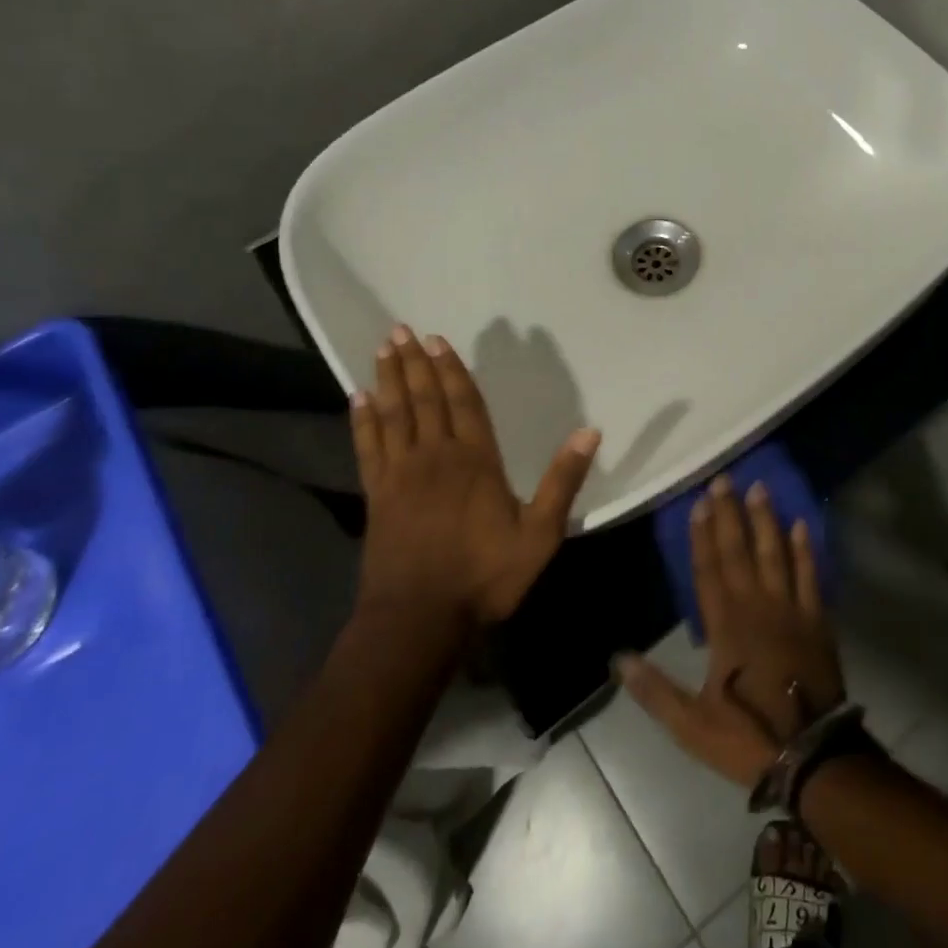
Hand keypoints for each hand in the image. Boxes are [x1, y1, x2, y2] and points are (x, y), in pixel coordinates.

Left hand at [350, 325, 599, 632]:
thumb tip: (590, 432)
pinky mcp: (377, 495)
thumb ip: (562, 481)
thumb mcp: (540, 535)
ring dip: (388, 380)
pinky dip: (362, 420)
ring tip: (383, 348)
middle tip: (401, 330)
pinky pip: (368, 447)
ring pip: (394, 414)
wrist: (418, 618)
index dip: (451, 370)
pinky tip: (357, 399)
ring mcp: (401, 474)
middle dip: (415, 363)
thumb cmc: (484, 576)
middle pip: (424, 399)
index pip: (464, 403)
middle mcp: (435, 456)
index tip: (437, 340)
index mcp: (476, 461)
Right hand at [616, 475, 843, 788]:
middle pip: (739, 551)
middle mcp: (756, 606)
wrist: (812, 756)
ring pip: (775, 554)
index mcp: (725, 626)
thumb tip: (618, 659)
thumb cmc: (748, 737)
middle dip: (730, 514)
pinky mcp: (816, 621)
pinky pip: (809, 576)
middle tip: (724, 479)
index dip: (701, 536)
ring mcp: (790, 610)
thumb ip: (654, 690)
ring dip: (765, 520)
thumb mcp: (691, 724)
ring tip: (759, 487)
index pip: (708, 570)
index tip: (698, 503)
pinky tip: (800, 524)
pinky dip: (804, 550)